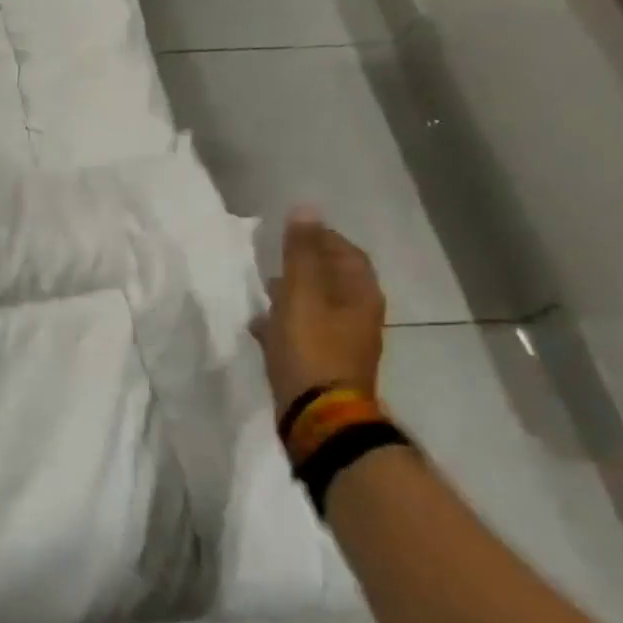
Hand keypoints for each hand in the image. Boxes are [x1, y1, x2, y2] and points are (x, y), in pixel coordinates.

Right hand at [254, 209, 386, 414]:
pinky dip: (286, 322)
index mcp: (360, 295)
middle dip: (307, 266)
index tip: (293, 230)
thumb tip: (306, 209)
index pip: (347, 253)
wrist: (317, 414)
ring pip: (318, 307)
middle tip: (276, 257)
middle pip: (335, 280)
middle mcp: (359, 316)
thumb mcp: (300, 294)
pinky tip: (261, 326)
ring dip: (294, 295)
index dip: (323, 238)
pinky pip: (306, 332)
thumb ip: (300, 253)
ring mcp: (343, 342)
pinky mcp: (323, 364)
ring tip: (265, 289)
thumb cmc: (310, 348)